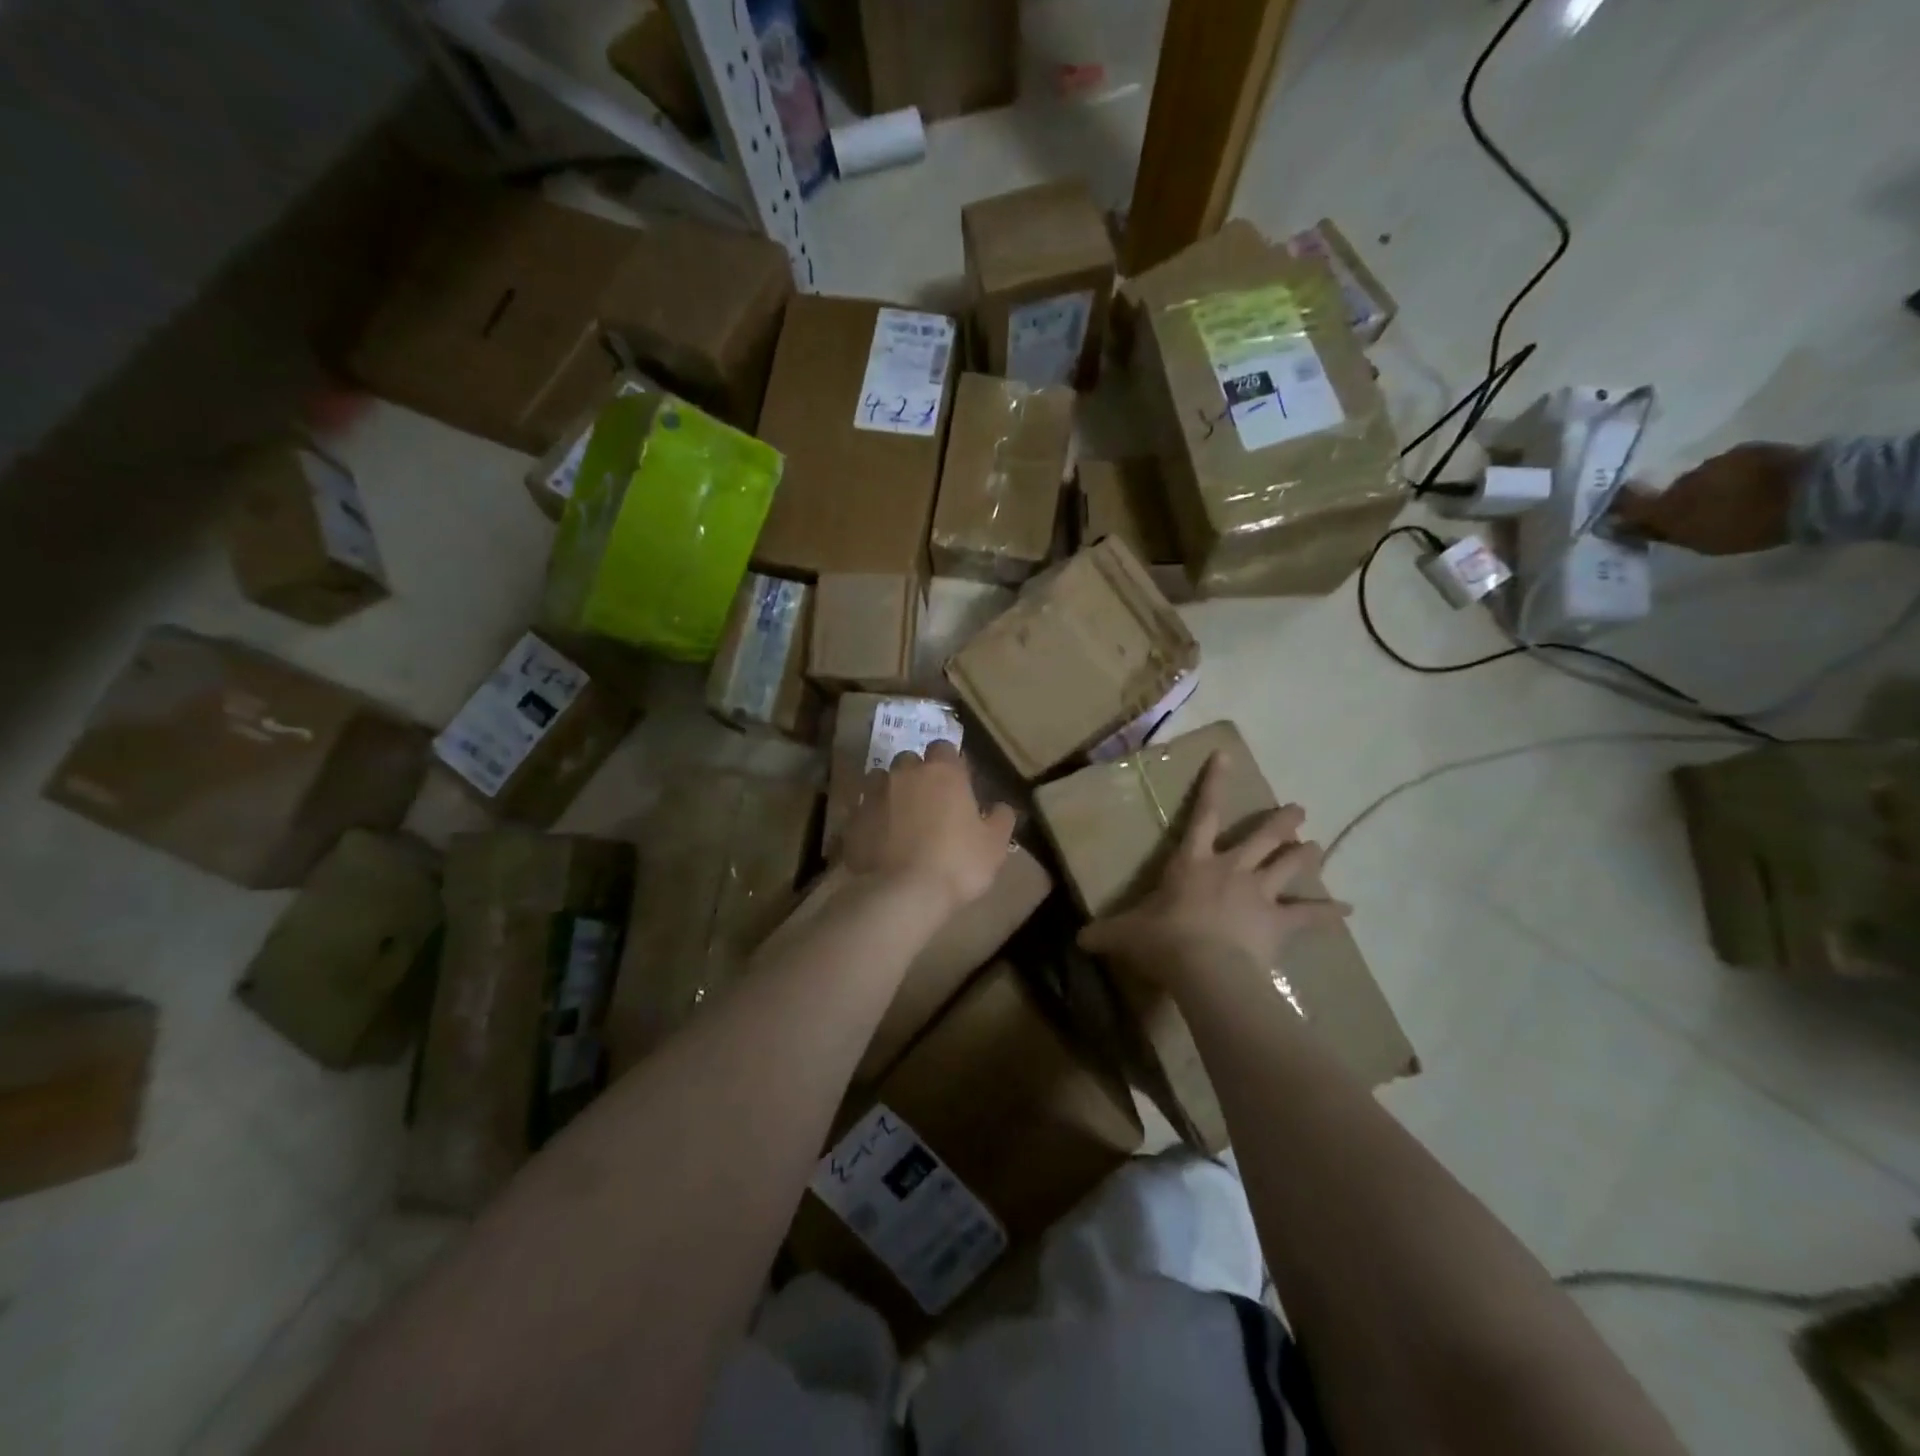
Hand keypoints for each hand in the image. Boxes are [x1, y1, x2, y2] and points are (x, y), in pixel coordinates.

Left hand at [839, 741, 1016, 914]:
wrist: (901, 894)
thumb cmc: (957, 864)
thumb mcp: (994, 845)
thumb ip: (1000, 819)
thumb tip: (1001, 806)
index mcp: (943, 772)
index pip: (944, 748)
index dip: (949, 764)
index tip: (956, 784)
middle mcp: (905, 773)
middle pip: (909, 760)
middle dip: (917, 775)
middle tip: (928, 802)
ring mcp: (874, 794)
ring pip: (880, 779)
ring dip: (890, 791)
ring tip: (899, 818)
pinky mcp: (852, 819)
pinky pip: (861, 809)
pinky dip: (870, 817)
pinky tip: (877, 838)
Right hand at [1078, 750, 1349, 984]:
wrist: (1205, 967)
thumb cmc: (1163, 939)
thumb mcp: (1125, 933)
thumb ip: (1104, 933)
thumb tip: (1078, 939)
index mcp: (1193, 862)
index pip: (1202, 814)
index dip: (1214, 784)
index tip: (1226, 756)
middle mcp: (1230, 869)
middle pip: (1262, 837)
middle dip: (1281, 822)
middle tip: (1299, 810)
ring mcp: (1258, 893)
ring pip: (1288, 866)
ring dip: (1305, 856)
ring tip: (1318, 846)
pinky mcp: (1278, 922)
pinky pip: (1309, 915)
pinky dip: (1329, 913)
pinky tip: (1349, 910)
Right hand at [1610, 442, 1806, 553]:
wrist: (1813, 492)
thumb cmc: (1749, 524)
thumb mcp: (1699, 539)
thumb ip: (1660, 531)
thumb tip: (1620, 525)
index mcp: (1670, 503)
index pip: (1630, 502)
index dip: (1620, 507)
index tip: (1616, 515)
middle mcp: (1685, 478)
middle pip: (1671, 491)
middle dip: (1678, 501)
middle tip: (1695, 516)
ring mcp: (1718, 461)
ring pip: (1703, 478)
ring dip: (1710, 489)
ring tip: (1730, 502)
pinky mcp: (1748, 451)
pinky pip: (1730, 466)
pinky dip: (1734, 478)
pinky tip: (1752, 488)